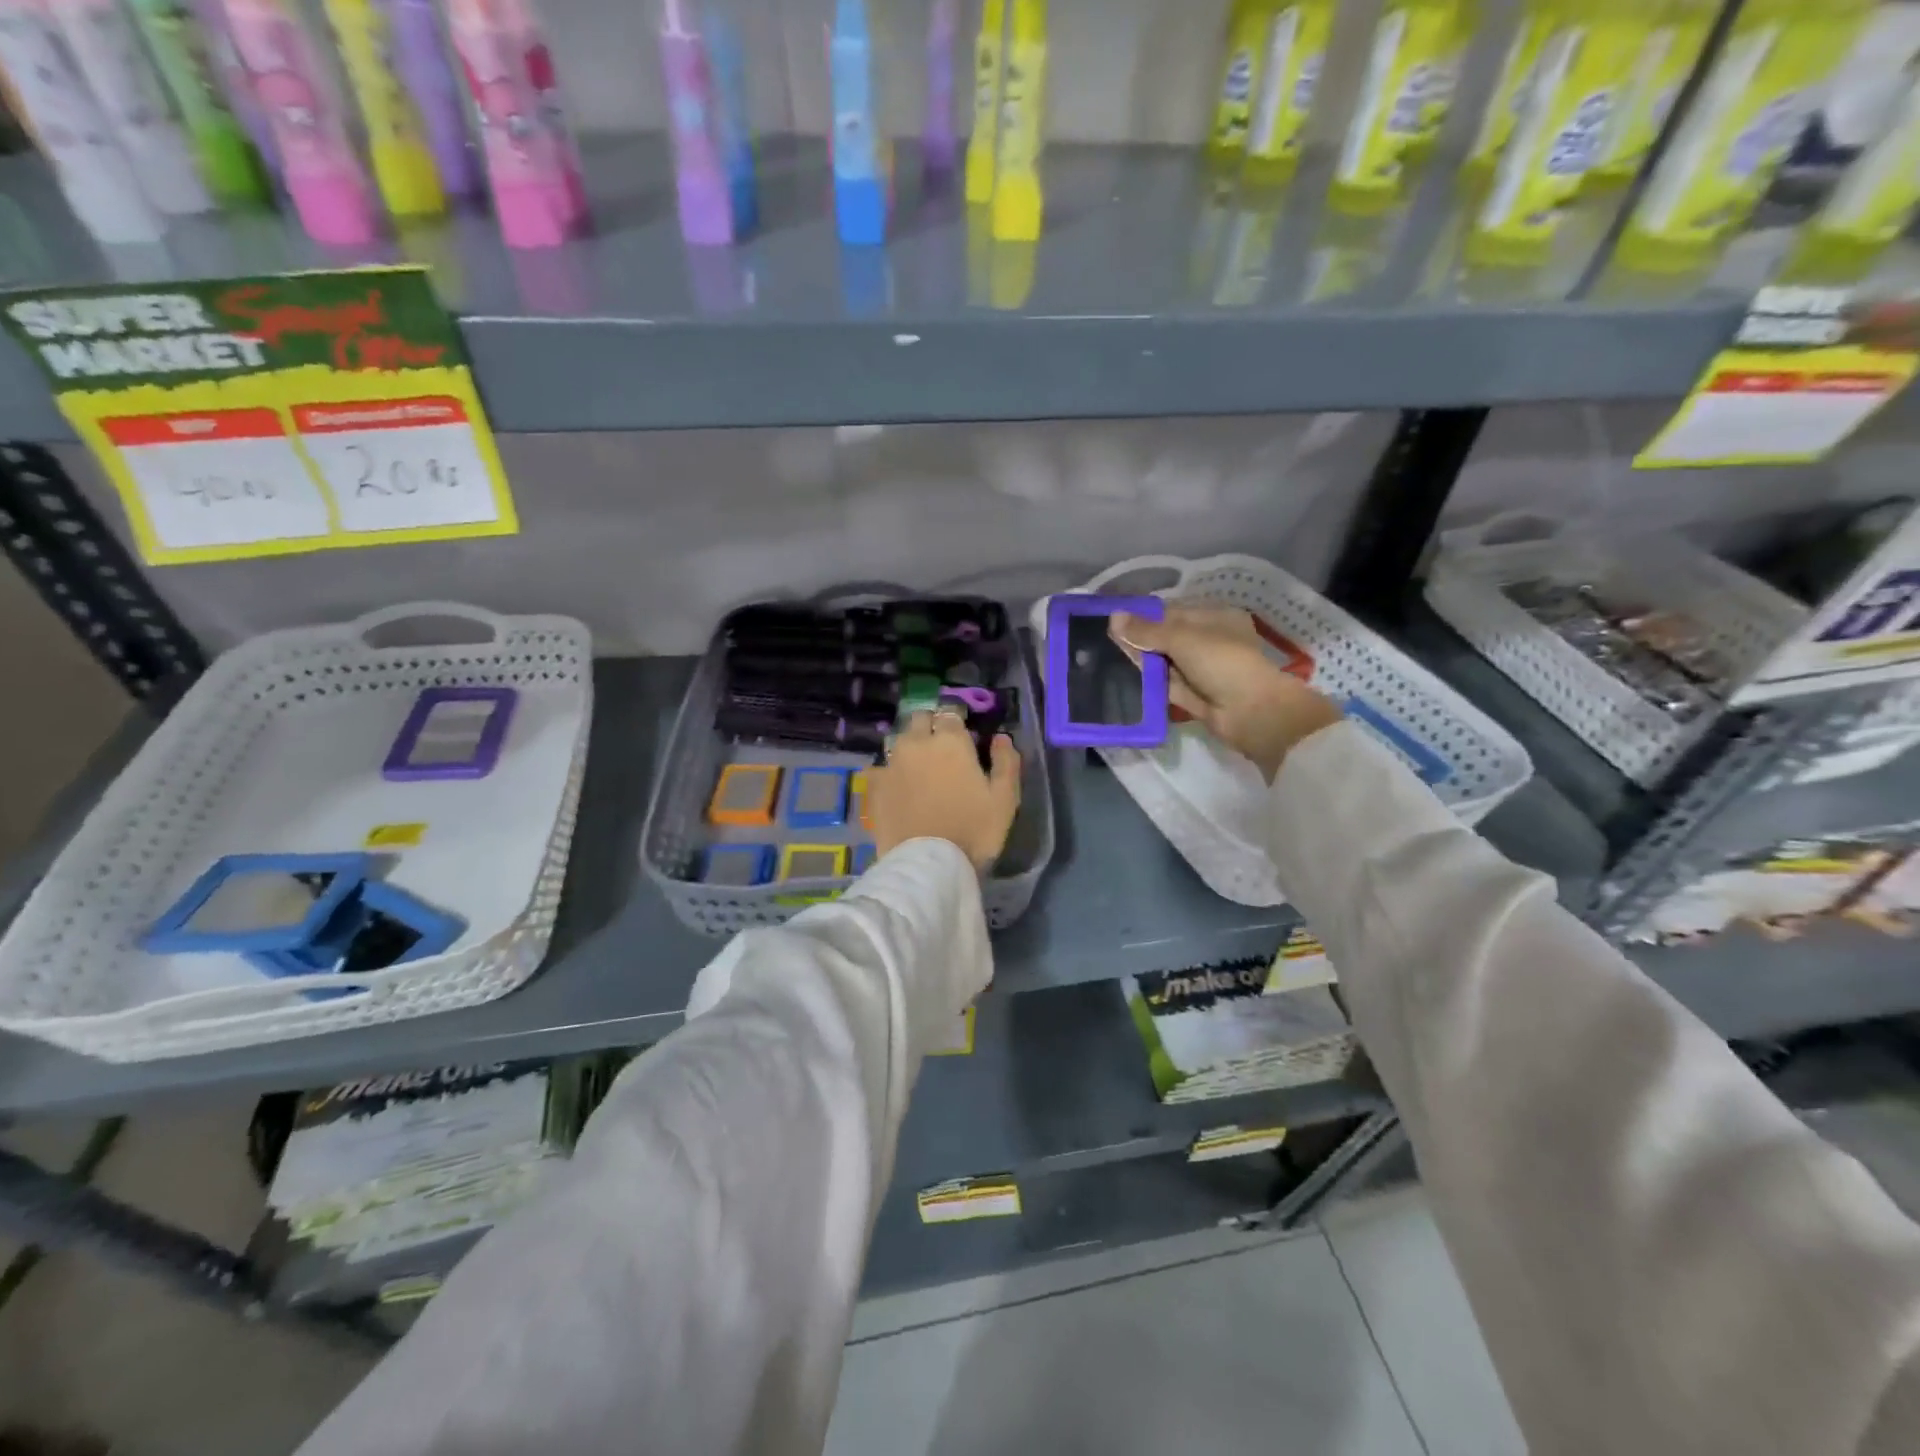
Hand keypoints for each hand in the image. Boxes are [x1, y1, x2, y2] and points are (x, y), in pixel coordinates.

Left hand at [868, 710, 1020, 870]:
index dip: (957, 722)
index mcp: (950, 741)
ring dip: (910, 746)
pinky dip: (890, 772)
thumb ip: (1006, 762)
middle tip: (941, 746)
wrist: (927, 864)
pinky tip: (897, 786)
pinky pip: (881, 768)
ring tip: (918, 766)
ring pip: (899, 740)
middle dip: (930, 726)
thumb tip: (1001, 738)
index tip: (963, 735)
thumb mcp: (1005, 799)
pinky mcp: (874, 786)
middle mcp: (917, 743)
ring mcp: (891, 763)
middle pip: (920, 719)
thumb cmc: (973, 830)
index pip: (951, 713)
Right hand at [1111, 604, 1342, 780]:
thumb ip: (1147, 630)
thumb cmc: (1222, 662)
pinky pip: (1165, 684)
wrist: (1250, 712)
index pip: (1172, 613)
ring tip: (1107, 655)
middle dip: (1140, 638)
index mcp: (1214, 618)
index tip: (1114, 619)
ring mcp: (1200, 670)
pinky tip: (1121, 675)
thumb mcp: (1182, 638)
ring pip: (1163, 661)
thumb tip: (1113, 617)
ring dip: (1141, 660)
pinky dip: (1147, 681)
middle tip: (1105, 638)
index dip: (1144, 616)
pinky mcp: (1192, 695)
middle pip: (1166, 637)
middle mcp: (1208, 641)